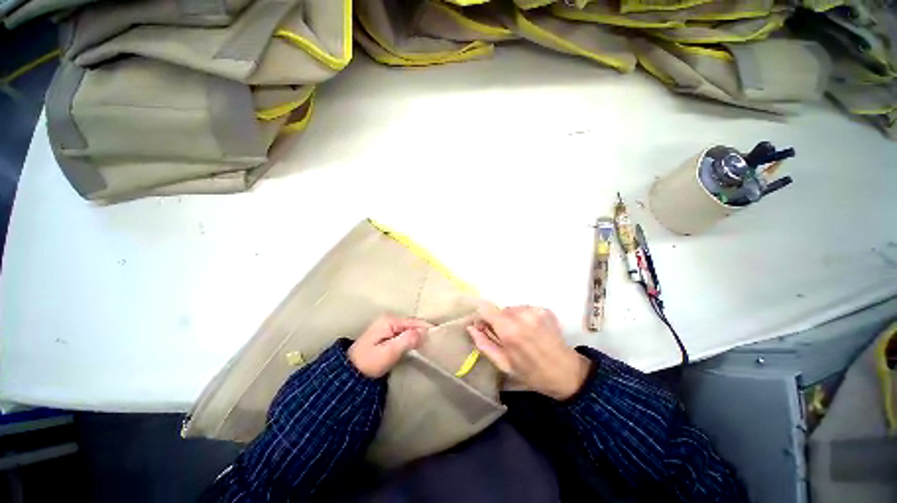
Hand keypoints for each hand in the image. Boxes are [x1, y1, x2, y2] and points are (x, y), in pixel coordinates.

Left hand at [348, 316, 431, 377]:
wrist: (349, 374)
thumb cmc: (369, 363)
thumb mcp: (389, 352)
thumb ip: (406, 340)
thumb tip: (424, 332)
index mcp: (389, 321)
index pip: (414, 322)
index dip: (426, 328)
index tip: (439, 336)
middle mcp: (389, 320)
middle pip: (412, 324)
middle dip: (423, 331)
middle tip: (435, 342)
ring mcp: (387, 326)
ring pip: (408, 329)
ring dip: (418, 335)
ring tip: (429, 344)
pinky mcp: (386, 334)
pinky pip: (404, 333)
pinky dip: (411, 338)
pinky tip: (417, 345)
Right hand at [467, 305, 590, 400]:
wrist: (566, 372)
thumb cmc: (531, 372)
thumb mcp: (504, 364)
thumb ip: (484, 344)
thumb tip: (470, 327)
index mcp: (509, 330)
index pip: (485, 309)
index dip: (482, 317)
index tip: (484, 327)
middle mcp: (522, 315)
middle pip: (499, 309)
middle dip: (498, 321)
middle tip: (506, 337)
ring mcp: (535, 310)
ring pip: (512, 309)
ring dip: (511, 318)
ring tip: (521, 334)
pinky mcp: (545, 309)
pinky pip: (525, 309)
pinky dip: (524, 317)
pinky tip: (532, 331)